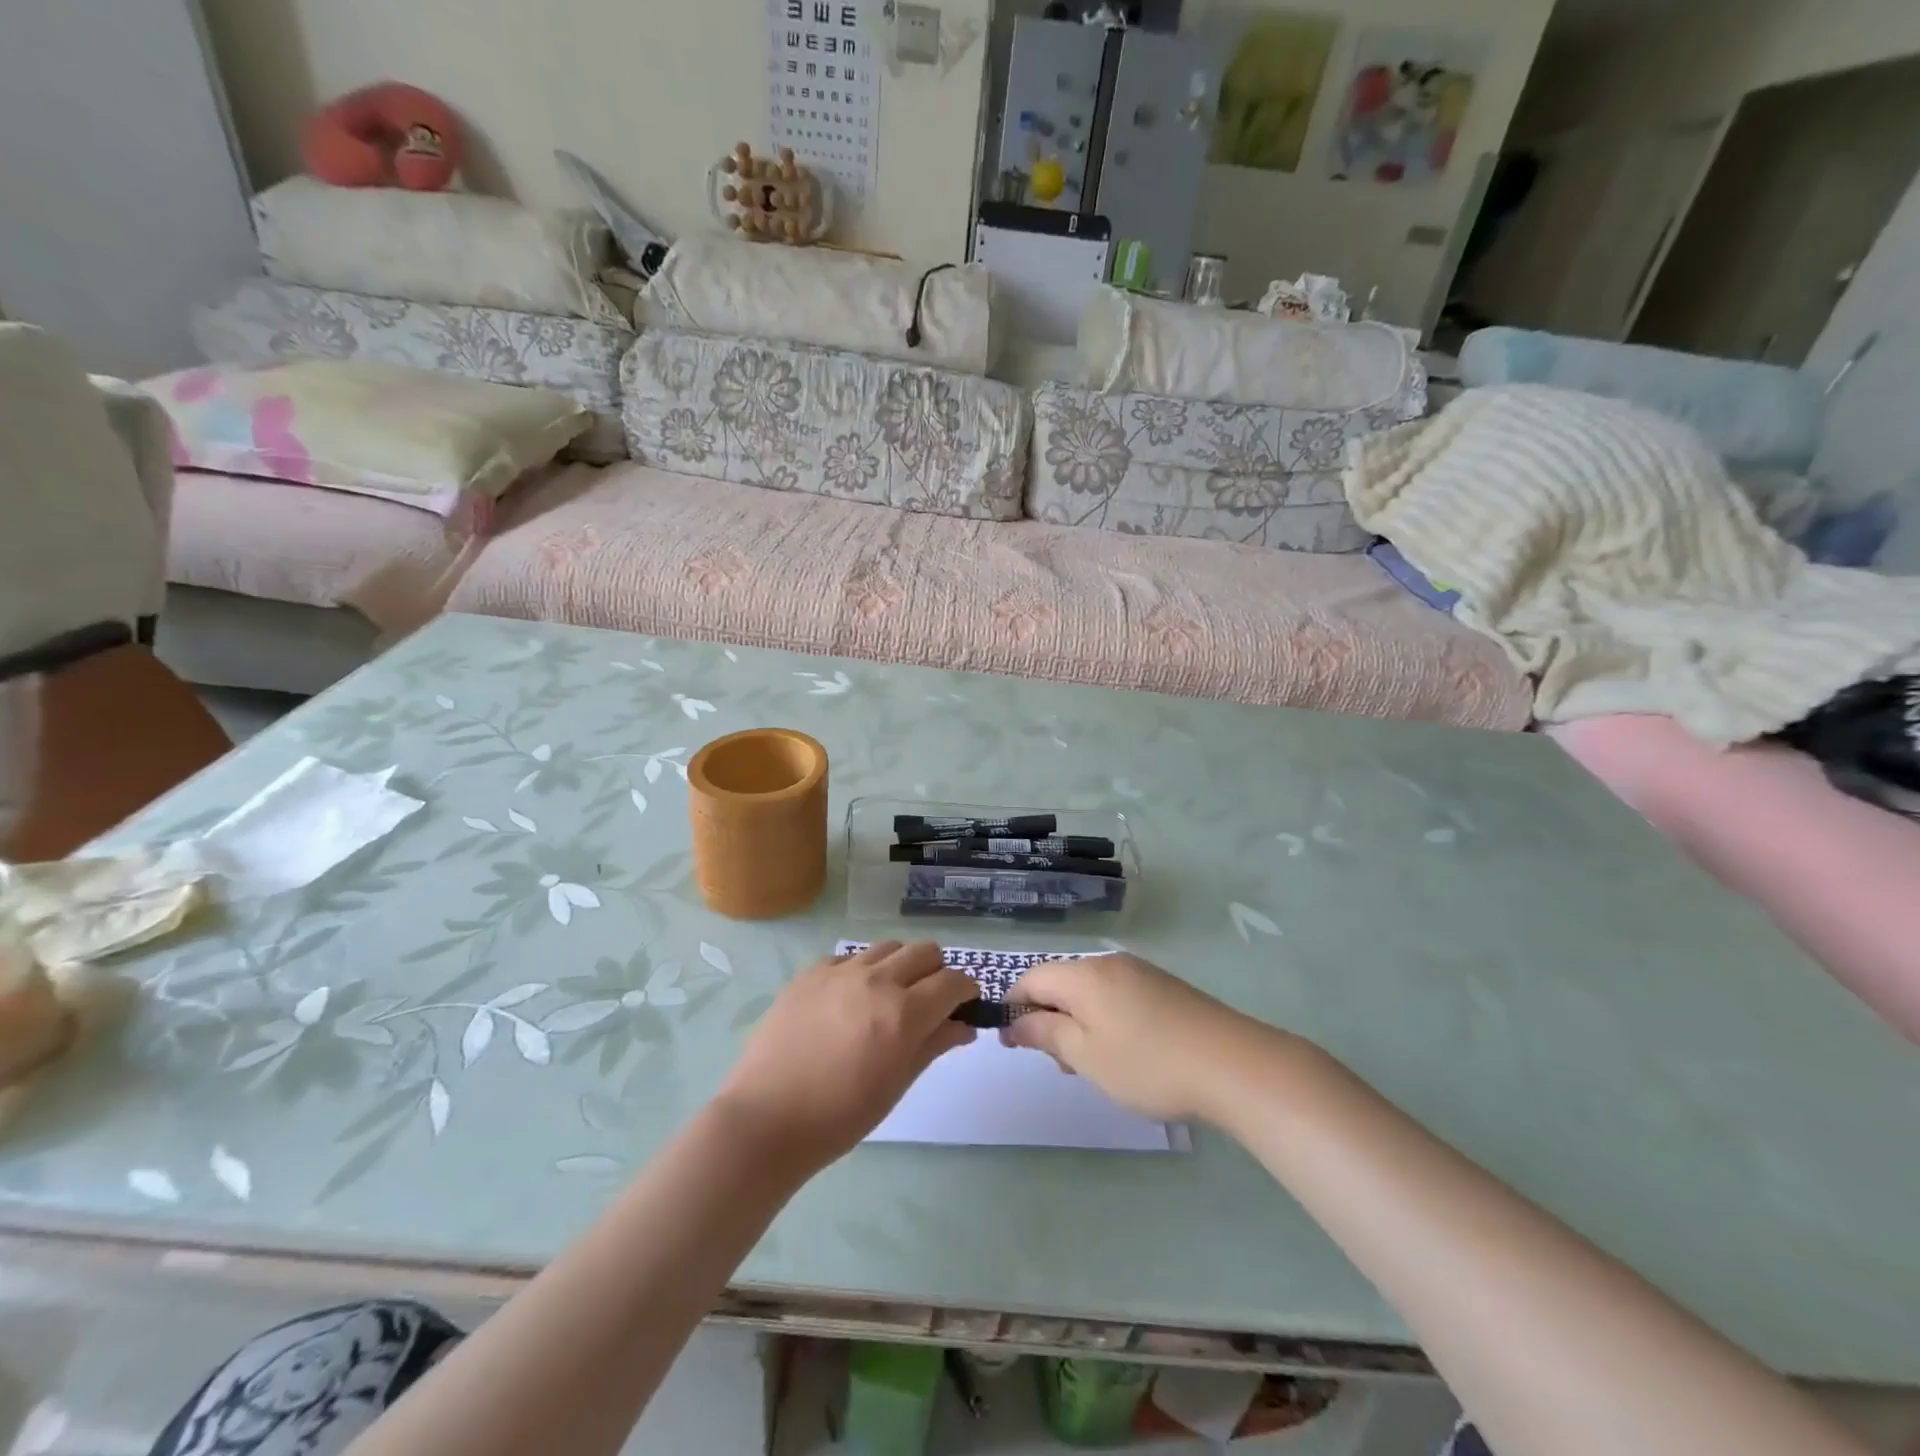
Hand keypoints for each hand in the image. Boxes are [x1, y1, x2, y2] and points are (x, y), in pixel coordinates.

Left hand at [716, 941, 976, 1172]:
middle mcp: (876, 980)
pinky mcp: (810, 972)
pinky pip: (849, 957)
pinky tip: (848, 1001)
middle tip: (928, 1002)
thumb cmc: (840, 1116)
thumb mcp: (896, 1085)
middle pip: (925, 951)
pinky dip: (861, 971)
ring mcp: (840, 971)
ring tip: (887, 997)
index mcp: (903, 1013)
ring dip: (900, 966)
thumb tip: (964, 1026)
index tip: (964, 1005)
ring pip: (888, 947)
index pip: (953, 981)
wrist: (767, 1119)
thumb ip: (933, 1045)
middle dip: (936, 972)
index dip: (966, 991)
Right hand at [1004, 953, 1280, 1122]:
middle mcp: (1109, 963)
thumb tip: (1014, 1022)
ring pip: (1090, 991)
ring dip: (1078, 1022)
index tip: (1011, 1043)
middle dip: (1049, 1017)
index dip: (1014, 1007)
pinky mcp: (1165, 987)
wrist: (1235, 1065)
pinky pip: (1118, 995)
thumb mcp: (1087, 1057)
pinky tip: (1125, 1053)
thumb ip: (1046, 1034)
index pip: (1031, 977)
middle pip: (1061, 982)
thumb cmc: (1149, 1064)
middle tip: (1059, 1064)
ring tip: (1093, 1065)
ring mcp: (1141, 972)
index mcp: (1085, 975)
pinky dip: (1106, 1019)